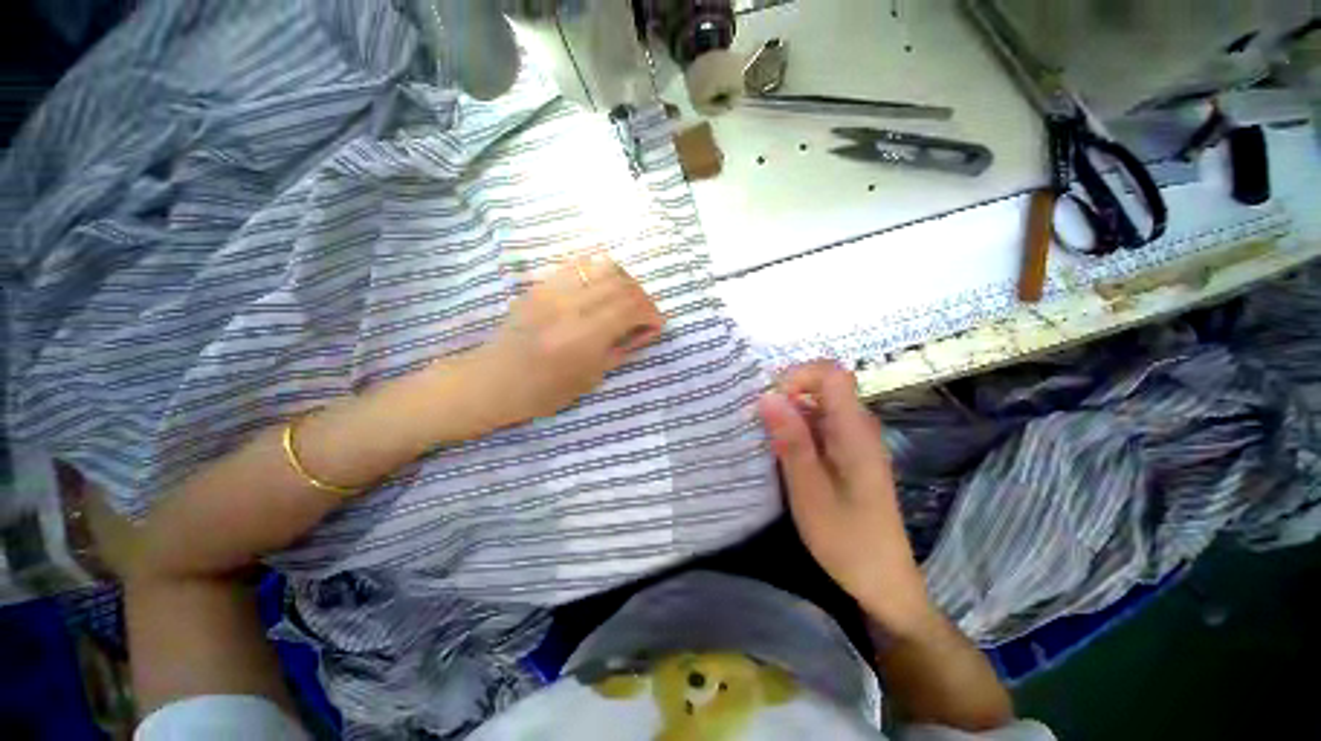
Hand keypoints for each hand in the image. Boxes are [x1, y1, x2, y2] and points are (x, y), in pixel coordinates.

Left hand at [475, 253, 664, 426]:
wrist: (495, 380)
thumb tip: (647, 329)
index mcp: (584, 335)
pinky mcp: (541, 285)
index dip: (652, 312)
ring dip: (624, 280)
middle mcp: (570, 305)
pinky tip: (601, 289)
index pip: (631, 306)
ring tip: (624, 299)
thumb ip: (623, 348)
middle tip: (644, 313)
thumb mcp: (592, 377)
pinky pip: (579, 265)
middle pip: (621, 283)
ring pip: (603, 266)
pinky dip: (599, 273)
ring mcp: (553, 291)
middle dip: (642, 296)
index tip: (657, 324)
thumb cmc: (545, 391)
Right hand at [758, 361, 933, 635]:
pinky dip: (795, 431)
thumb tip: (767, 396)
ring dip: (787, 415)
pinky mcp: (847, 454)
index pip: (832, 373)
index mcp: (854, 430)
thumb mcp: (809, 490)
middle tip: (757, 423)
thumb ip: (790, 440)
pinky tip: (779, 454)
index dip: (798, 375)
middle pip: (822, 388)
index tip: (770, 401)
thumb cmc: (846, 539)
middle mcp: (858, 427)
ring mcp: (854, 440)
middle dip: (786, 396)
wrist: (882, 581)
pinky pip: (819, 427)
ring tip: (762, 439)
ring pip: (817, 407)